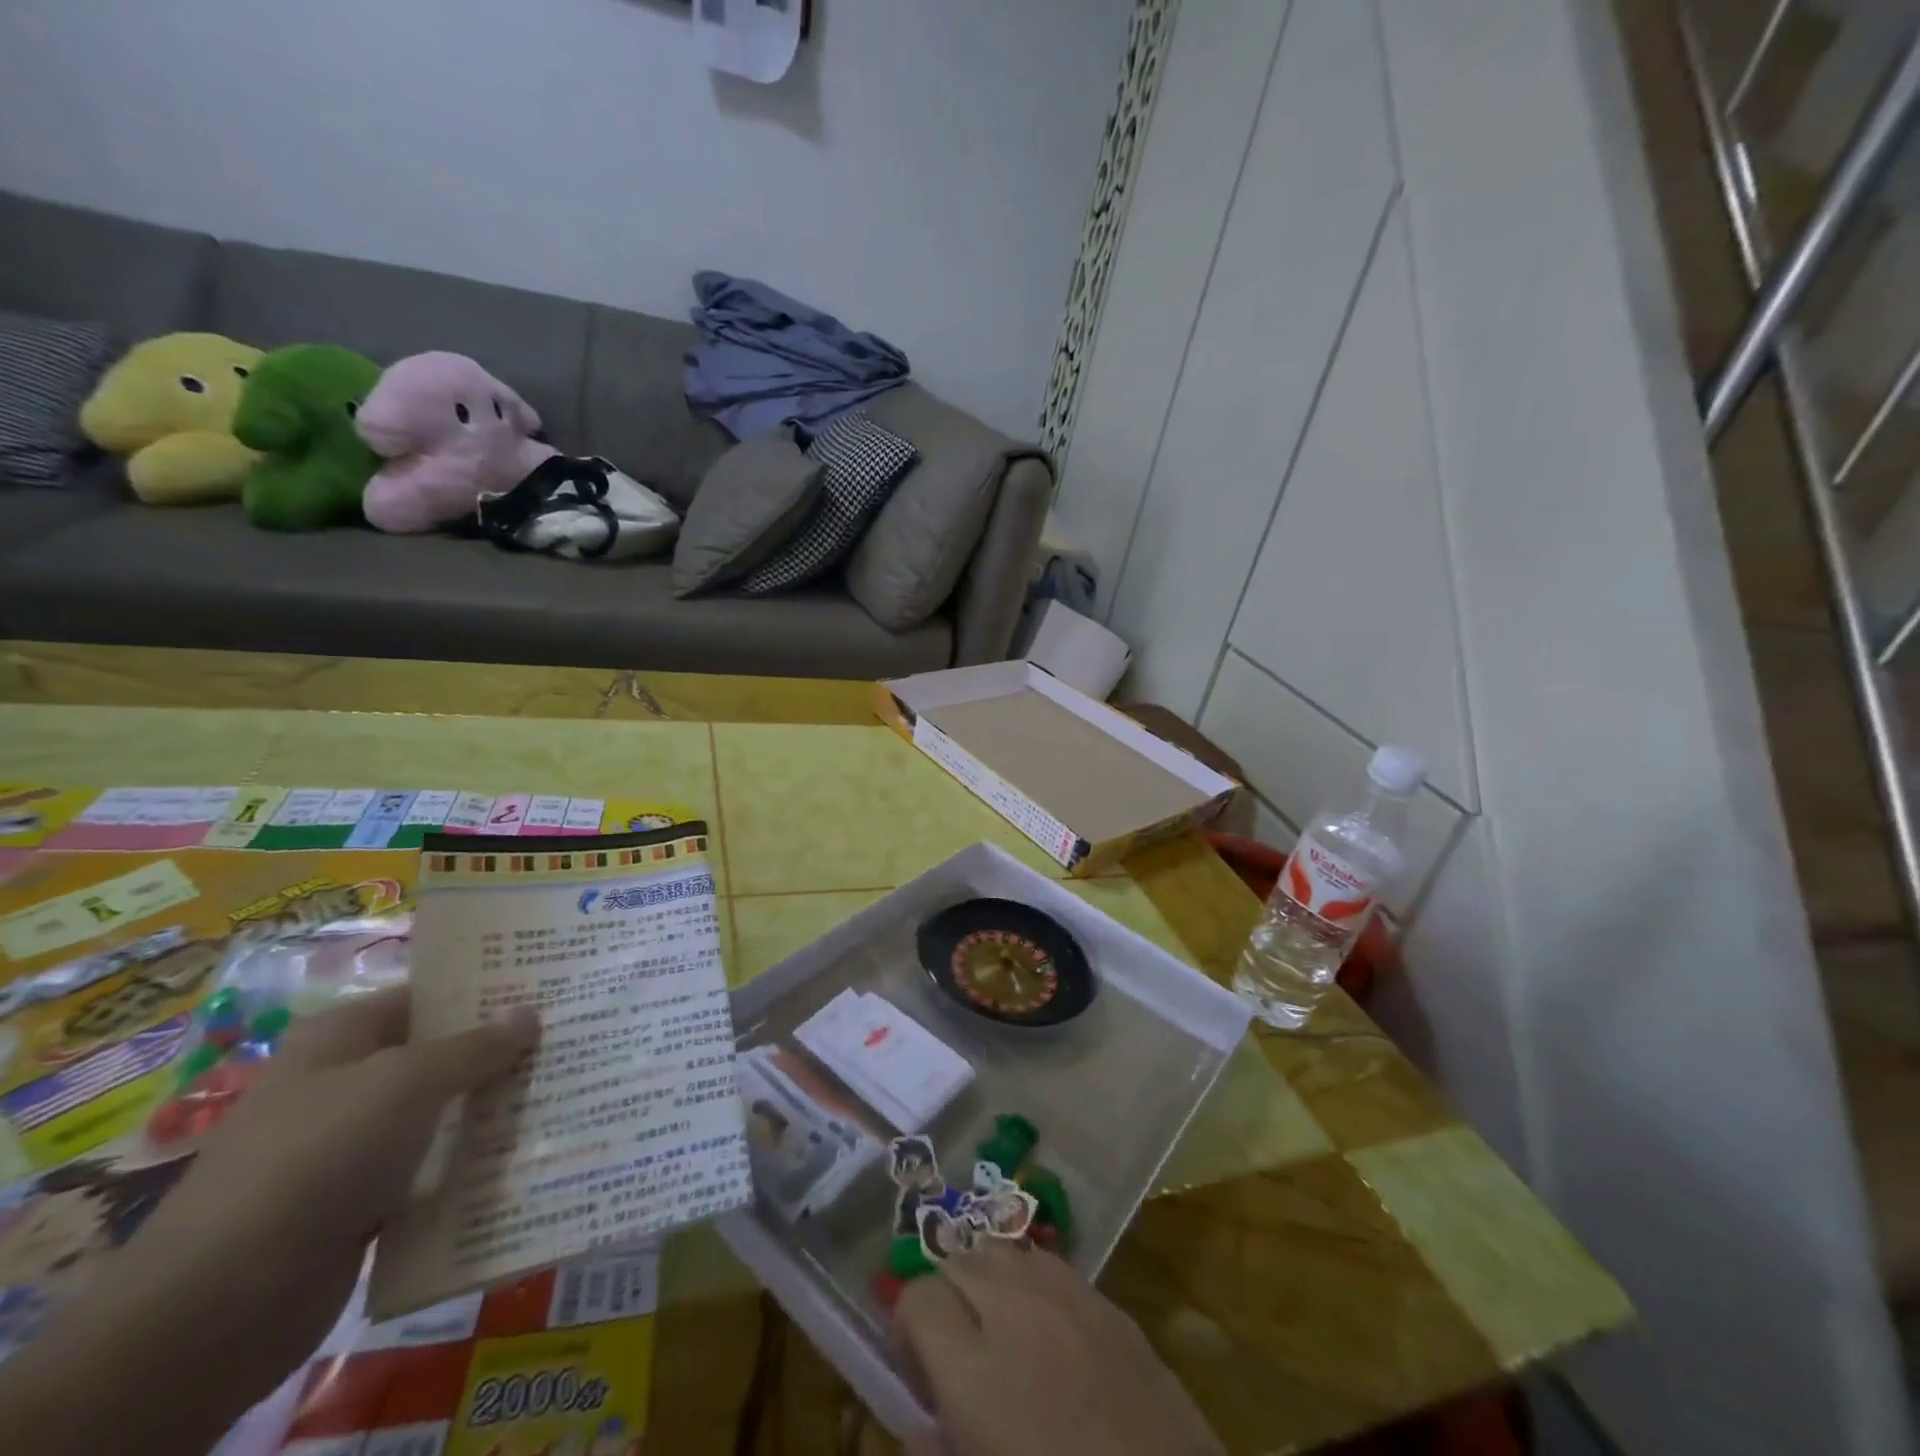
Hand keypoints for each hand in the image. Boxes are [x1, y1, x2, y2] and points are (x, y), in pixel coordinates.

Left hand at [0, 987, 539, 1455]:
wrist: (219, 1306)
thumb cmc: (318, 1158)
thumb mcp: (407, 1083)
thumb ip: (475, 1046)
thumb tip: (531, 1011)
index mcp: (342, 1037)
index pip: (429, 994)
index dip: (488, 990)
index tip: (553, 989)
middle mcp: (345, 1082)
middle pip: (440, 1054)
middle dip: (502, 1051)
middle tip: (574, 1039)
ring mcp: (352, 1145)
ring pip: (441, 1113)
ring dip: (493, 1109)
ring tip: (566, 1092)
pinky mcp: (362, 1201)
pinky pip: (431, 1167)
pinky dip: (472, 1162)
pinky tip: (527, 1155)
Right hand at [895, 1241, 1222, 1455]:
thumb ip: (938, 1452)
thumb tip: (916, 1427)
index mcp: (974, 1367)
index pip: (917, 1297)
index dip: (908, 1326)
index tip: (916, 1363)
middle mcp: (1013, 1308)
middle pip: (956, 1261)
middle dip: (946, 1295)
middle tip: (955, 1348)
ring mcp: (1064, 1294)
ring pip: (1001, 1248)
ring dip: (987, 1278)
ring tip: (997, 1326)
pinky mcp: (1106, 1299)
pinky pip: (1048, 1263)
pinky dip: (1031, 1281)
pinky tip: (1045, 1324)